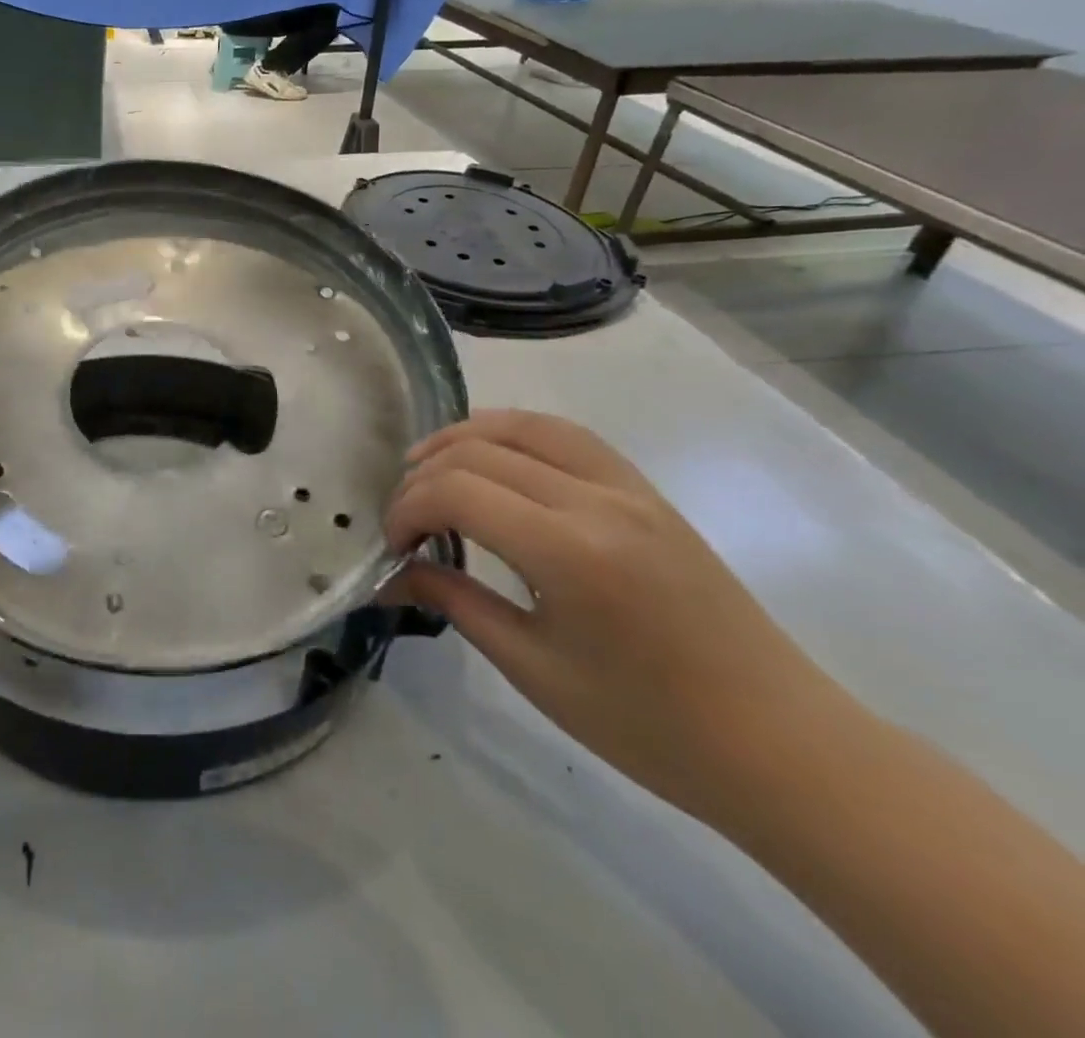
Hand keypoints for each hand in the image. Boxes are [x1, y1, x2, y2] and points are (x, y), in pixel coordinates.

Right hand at [386, 410, 843, 822]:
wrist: (782, 747)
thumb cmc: (651, 727)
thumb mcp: (535, 671)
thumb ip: (455, 605)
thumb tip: (392, 576)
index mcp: (570, 552)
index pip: (458, 492)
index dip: (407, 509)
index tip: (392, 546)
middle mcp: (598, 501)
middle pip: (481, 452)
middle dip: (424, 478)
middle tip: (403, 521)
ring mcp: (629, 489)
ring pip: (526, 426)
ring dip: (464, 437)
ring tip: (426, 464)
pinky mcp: (647, 493)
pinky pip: (568, 438)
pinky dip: (514, 434)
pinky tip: (492, 457)